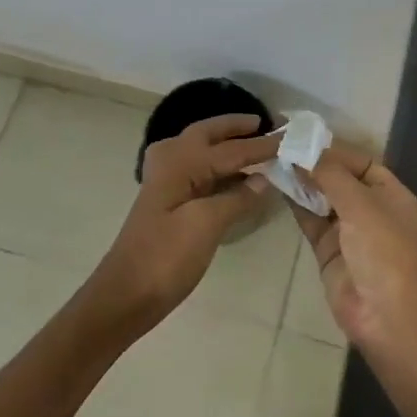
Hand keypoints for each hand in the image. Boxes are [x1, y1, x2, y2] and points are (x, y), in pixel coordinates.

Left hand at [96, 114, 280, 329]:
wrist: (126, 294)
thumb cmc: (166, 257)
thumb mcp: (206, 224)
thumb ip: (237, 198)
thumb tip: (265, 178)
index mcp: (181, 163)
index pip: (231, 149)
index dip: (262, 145)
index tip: (291, 135)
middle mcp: (171, 163)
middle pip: (208, 135)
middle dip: (235, 127)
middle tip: (264, 123)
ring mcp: (167, 183)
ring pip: (201, 151)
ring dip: (226, 144)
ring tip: (255, 142)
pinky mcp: (169, 203)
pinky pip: (199, 172)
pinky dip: (219, 167)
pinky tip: (236, 177)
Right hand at [290, 142, 416, 350]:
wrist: (385, 315)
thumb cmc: (384, 251)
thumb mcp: (362, 205)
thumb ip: (331, 175)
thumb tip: (304, 151)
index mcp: (392, 195)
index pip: (362, 162)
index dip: (335, 150)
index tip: (303, 137)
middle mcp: (372, 210)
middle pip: (340, 179)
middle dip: (315, 164)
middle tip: (281, 145)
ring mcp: (349, 231)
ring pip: (322, 199)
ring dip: (302, 181)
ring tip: (274, 160)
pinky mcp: (328, 250)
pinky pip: (310, 220)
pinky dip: (296, 204)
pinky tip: (277, 186)